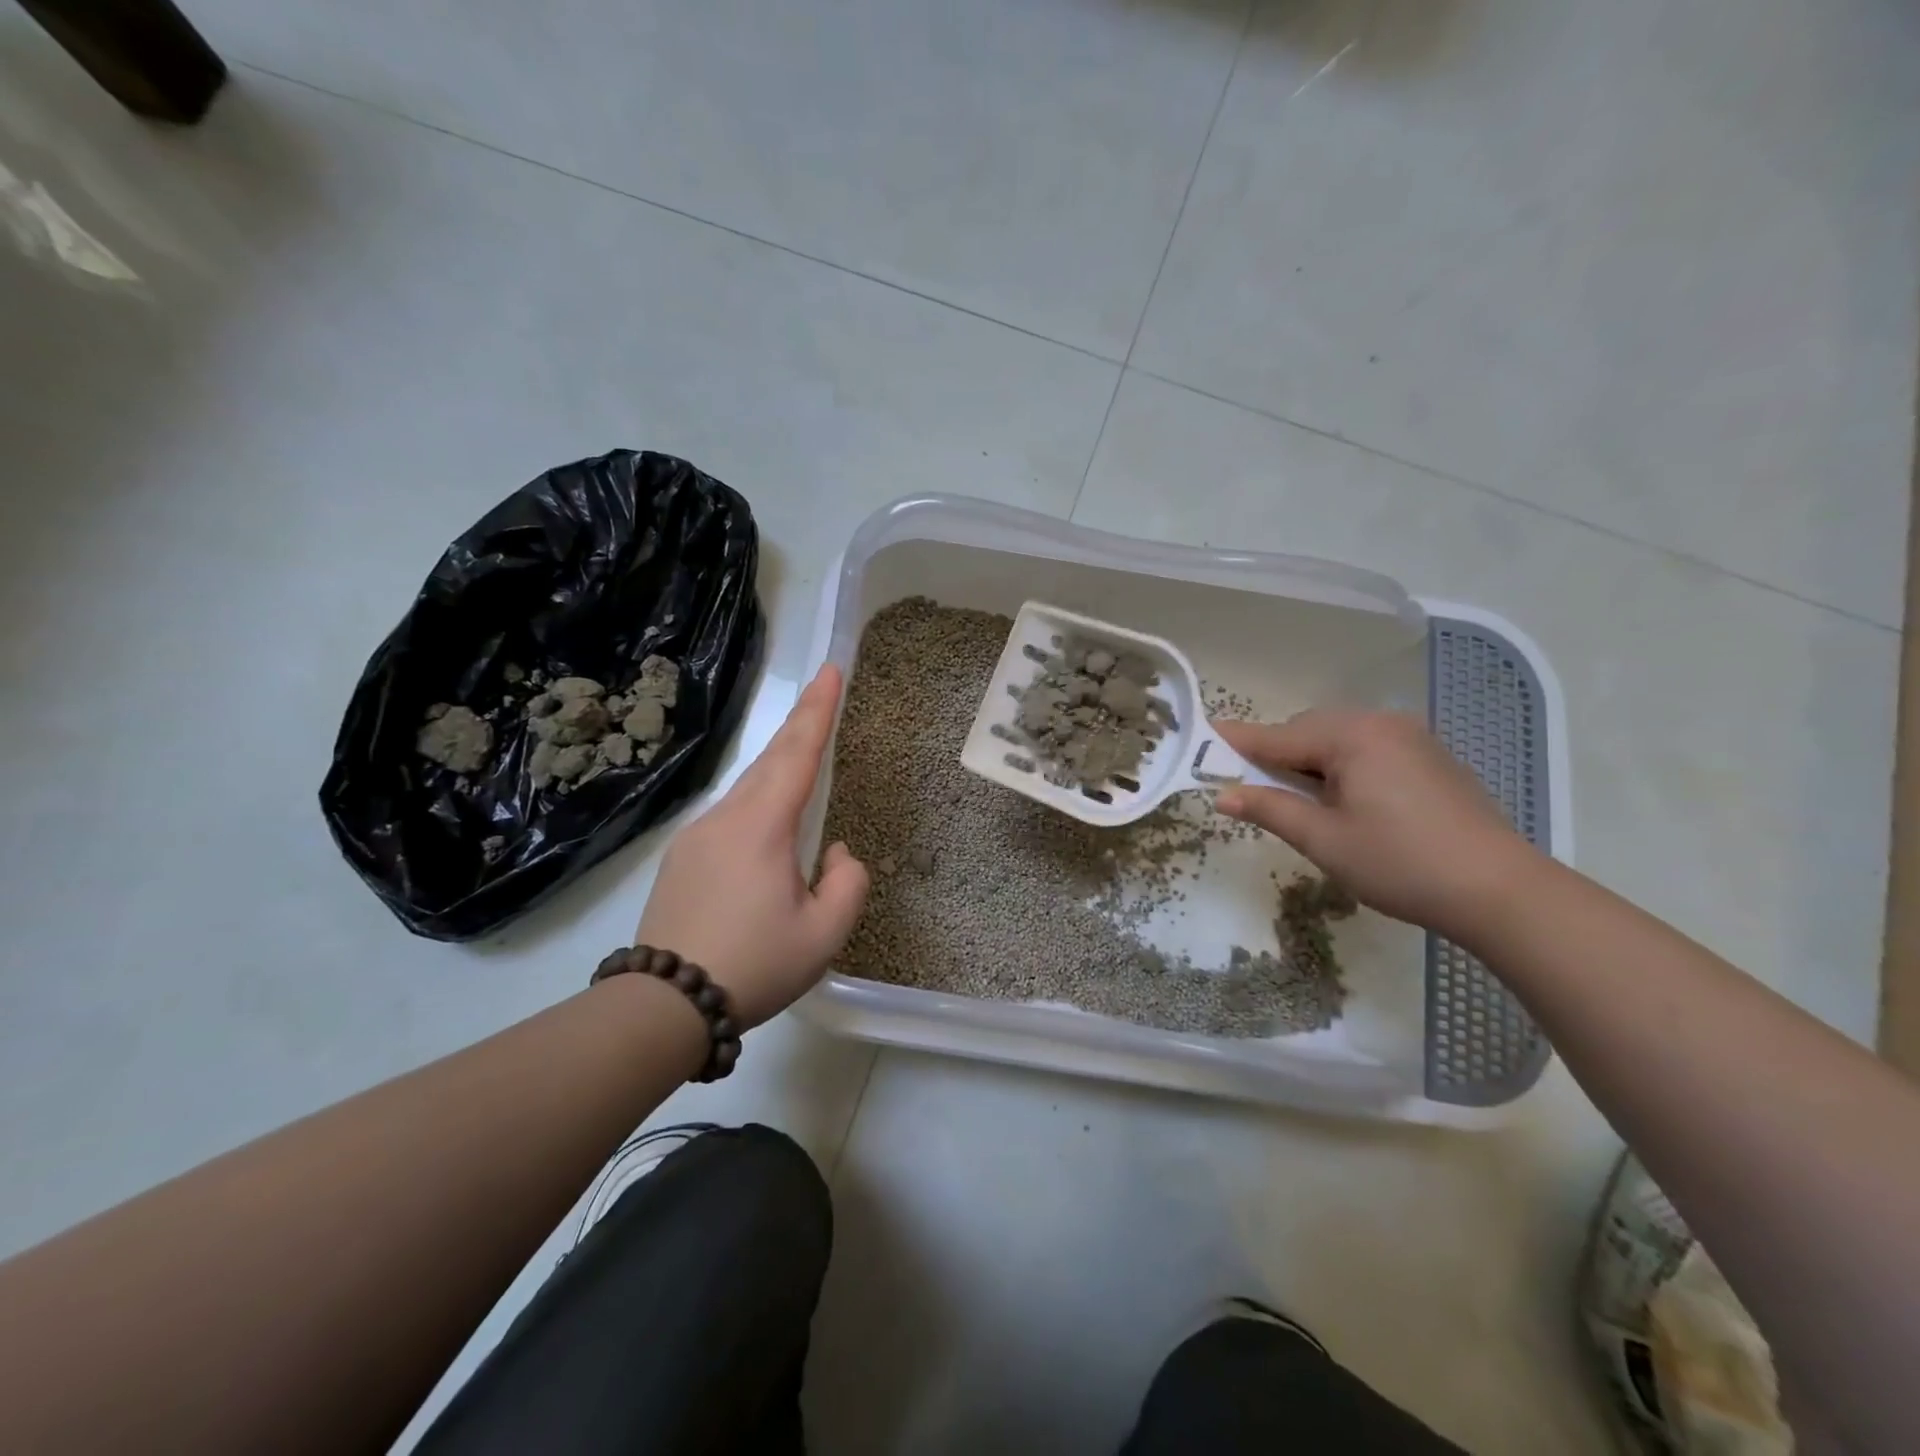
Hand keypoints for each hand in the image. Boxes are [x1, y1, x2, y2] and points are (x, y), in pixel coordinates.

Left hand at [636, 666, 868, 1029]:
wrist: (664, 1004)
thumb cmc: (754, 965)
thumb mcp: (824, 934)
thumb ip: (847, 883)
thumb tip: (833, 852)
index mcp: (761, 827)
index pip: (797, 754)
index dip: (818, 710)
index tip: (831, 670)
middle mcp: (725, 818)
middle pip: (769, 760)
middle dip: (800, 724)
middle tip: (824, 692)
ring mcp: (696, 836)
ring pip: (747, 789)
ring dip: (779, 766)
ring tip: (803, 756)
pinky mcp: (681, 859)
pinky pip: (730, 816)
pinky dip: (758, 803)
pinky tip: (767, 829)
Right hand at [1213, 710, 1538, 938]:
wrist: (1501, 891)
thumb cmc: (1400, 863)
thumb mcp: (1324, 840)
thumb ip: (1270, 809)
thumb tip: (1222, 794)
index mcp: (1352, 736)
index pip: (1278, 736)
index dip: (1237, 741)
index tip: (1203, 736)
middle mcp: (1381, 724)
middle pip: (1309, 731)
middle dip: (1276, 754)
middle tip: (1250, 786)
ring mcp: (1412, 738)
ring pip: (1340, 739)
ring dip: (1310, 761)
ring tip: (1296, 798)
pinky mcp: (1431, 758)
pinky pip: (1368, 748)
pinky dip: (1342, 765)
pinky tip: (1342, 797)